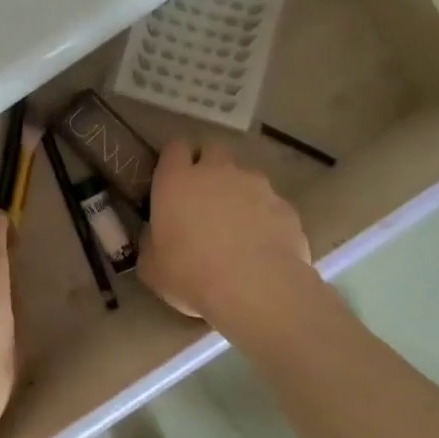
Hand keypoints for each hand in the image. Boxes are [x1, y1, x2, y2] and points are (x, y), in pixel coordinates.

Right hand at [140, 139, 313, 322]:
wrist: (256, 290)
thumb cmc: (191, 274)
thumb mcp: (152, 266)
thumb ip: (152, 242)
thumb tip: (156, 236)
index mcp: (177, 180)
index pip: (175, 147)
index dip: (174, 158)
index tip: (173, 176)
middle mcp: (217, 171)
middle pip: (213, 149)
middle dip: (209, 164)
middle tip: (204, 194)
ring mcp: (257, 186)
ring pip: (246, 176)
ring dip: (239, 191)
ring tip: (238, 225)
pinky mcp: (286, 207)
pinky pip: (271, 205)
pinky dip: (266, 217)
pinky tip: (263, 245)